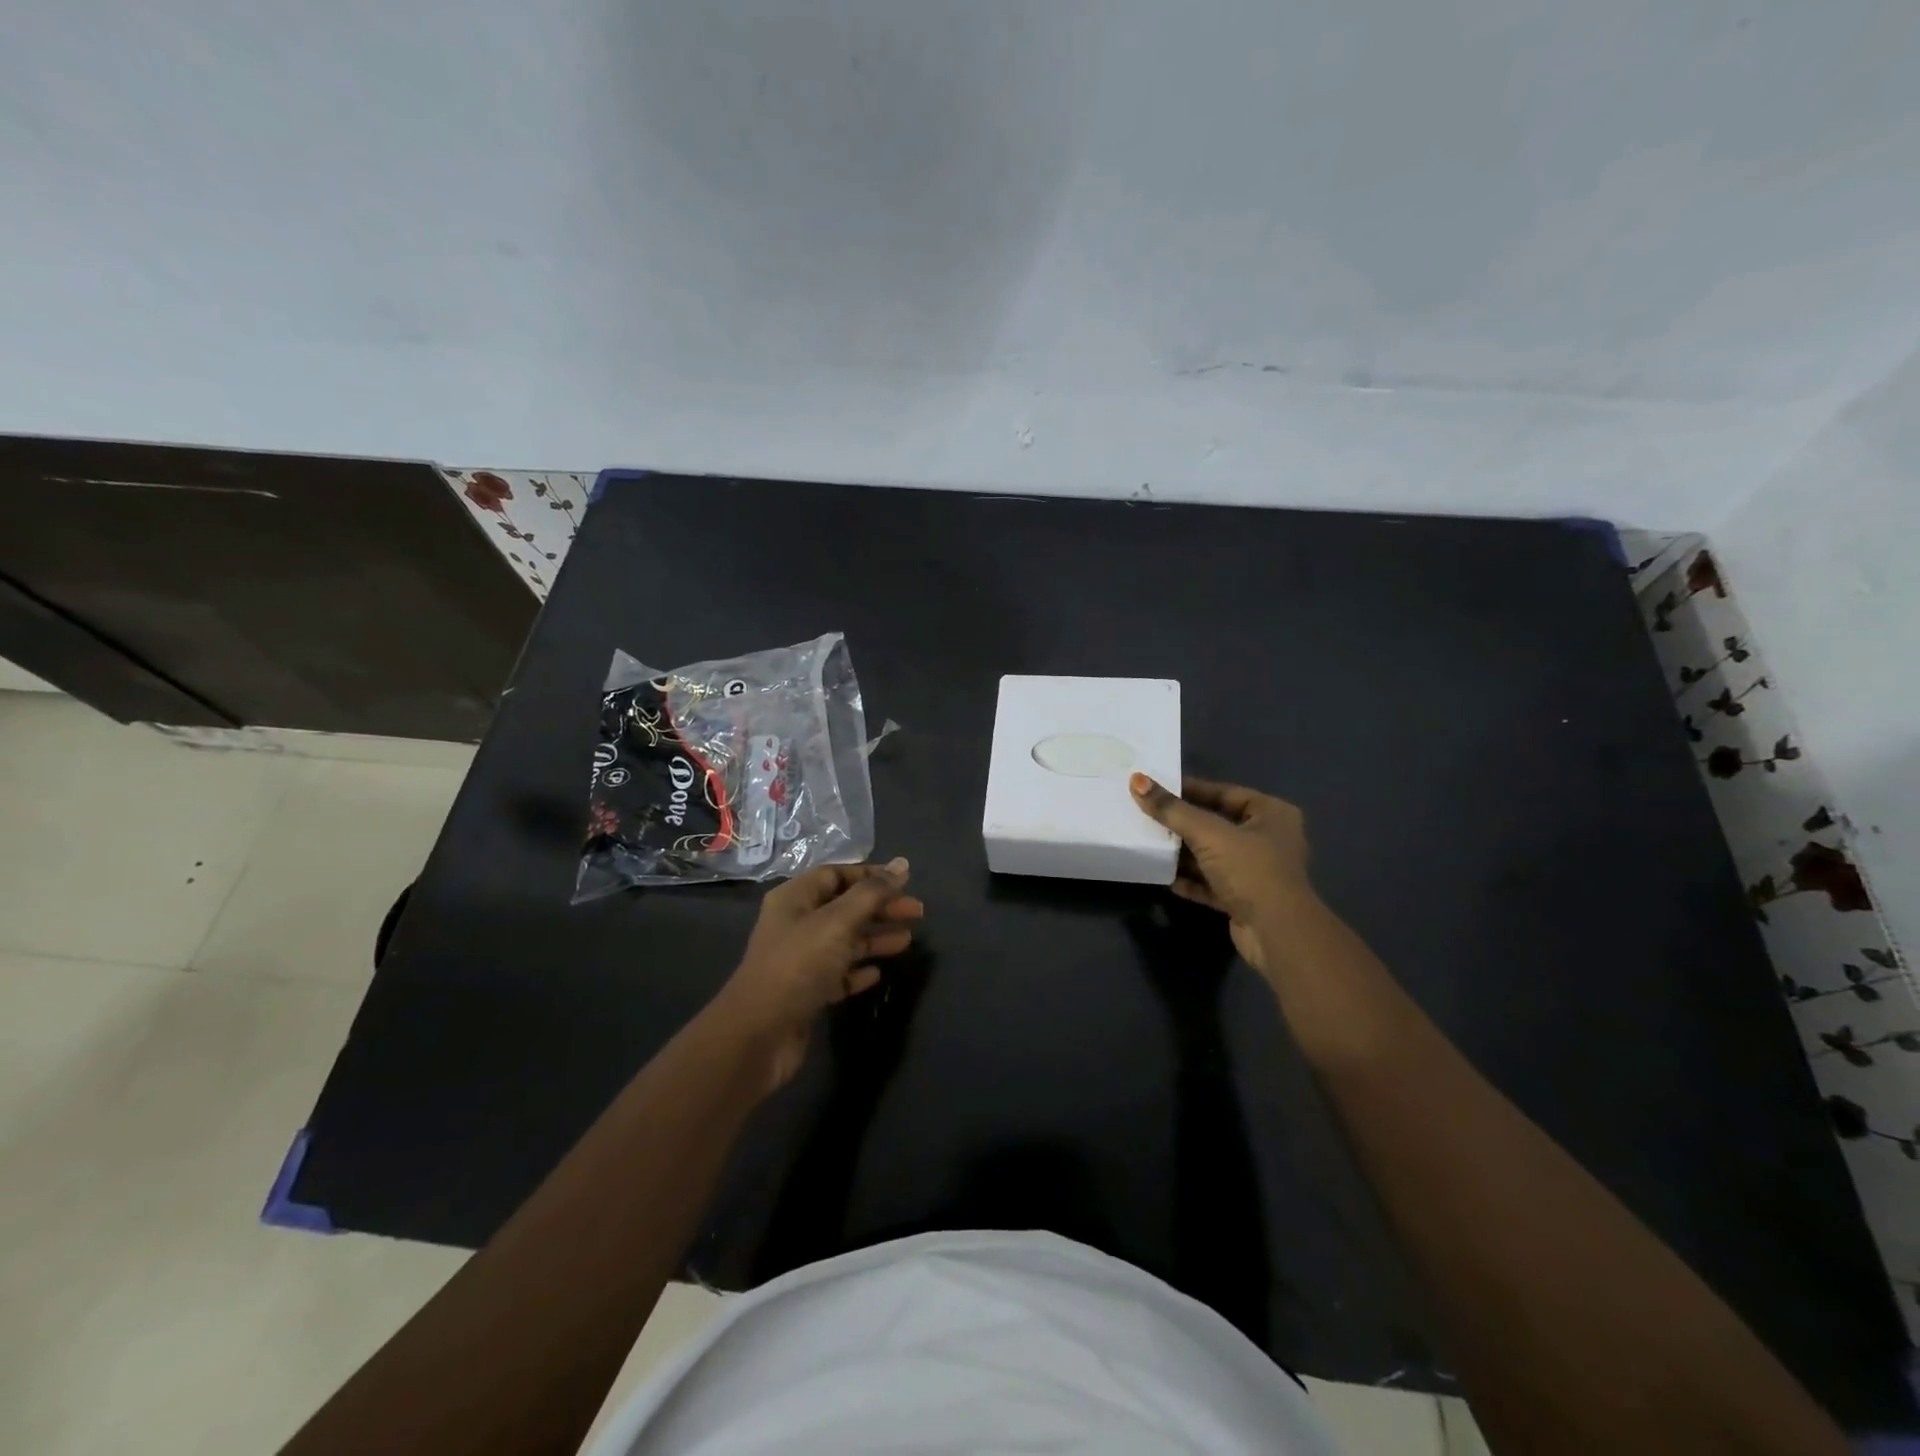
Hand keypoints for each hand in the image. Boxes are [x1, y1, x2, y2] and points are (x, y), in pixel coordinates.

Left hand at [711, 859, 921, 1092]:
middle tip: (918, 912)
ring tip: (907, 941)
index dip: (870, 875)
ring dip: (875, 938)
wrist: (759, 1034)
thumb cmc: (798, 965)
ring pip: (845, 941)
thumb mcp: (838, 921)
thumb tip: (902, 864)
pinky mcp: (806, 993)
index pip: (836, 874)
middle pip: (845, 907)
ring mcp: (800, 960)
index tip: (904, 881)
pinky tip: (878, 974)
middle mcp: (796, 924)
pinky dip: (858, 971)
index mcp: (795, 898)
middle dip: (880, 907)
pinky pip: (838, 974)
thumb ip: (872, 893)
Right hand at [1130, 773, 1312, 976]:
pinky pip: (1211, 883)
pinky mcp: (1244, 899)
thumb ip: (1172, 810)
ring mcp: (1256, 872)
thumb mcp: (1208, 834)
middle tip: (1146, 814)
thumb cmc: (1250, 870)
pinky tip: (1163, 877)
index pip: (1224, 792)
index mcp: (1271, 814)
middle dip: (1182, 823)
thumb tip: (1136, 780)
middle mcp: (1268, 839)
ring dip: (1183, 853)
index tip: (1156, 787)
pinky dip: (1190, 880)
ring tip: (1148, 843)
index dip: (1190, 789)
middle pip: (1216, 824)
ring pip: (1212, 855)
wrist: (1276, 934)